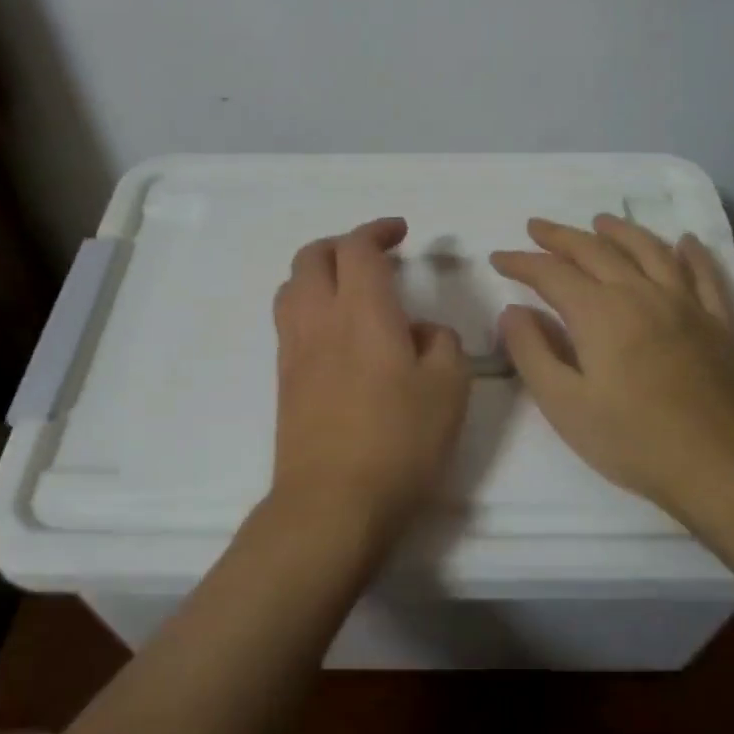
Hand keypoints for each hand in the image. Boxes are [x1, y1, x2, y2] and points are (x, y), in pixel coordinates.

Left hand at [270, 218, 470, 534]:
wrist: (332, 502)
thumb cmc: (399, 441)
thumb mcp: (449, 388)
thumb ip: (442, 343)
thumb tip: (421, 331)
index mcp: (362, 311)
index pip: (358, 248)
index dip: (378, 230)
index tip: (401, 233)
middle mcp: (319, 319)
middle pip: (312, 257)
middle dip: (342, 244)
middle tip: (374, 257)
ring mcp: (294, 350)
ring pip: (291, 287)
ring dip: (318, 273)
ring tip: (349, 291)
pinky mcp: (284, 380)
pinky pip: (289, 322)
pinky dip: (309, 306)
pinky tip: (337, 335)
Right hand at [490, 216, 733, 521]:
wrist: (719, 463)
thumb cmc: (631, 439)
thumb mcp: (563, 404)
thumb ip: (532, 352)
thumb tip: (512, 311)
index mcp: (599, 312)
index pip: (551, 273)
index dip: (522, 262)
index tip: (498, 257)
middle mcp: (641, 293)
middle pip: (596, 251)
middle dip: (561, 237)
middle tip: (537, 227)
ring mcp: (685, 304)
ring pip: (649, 250)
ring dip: (620, 231)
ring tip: (601, 221)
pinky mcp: (717, 322)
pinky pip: (704, 274)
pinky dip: (691, 252)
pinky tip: (684, 242)